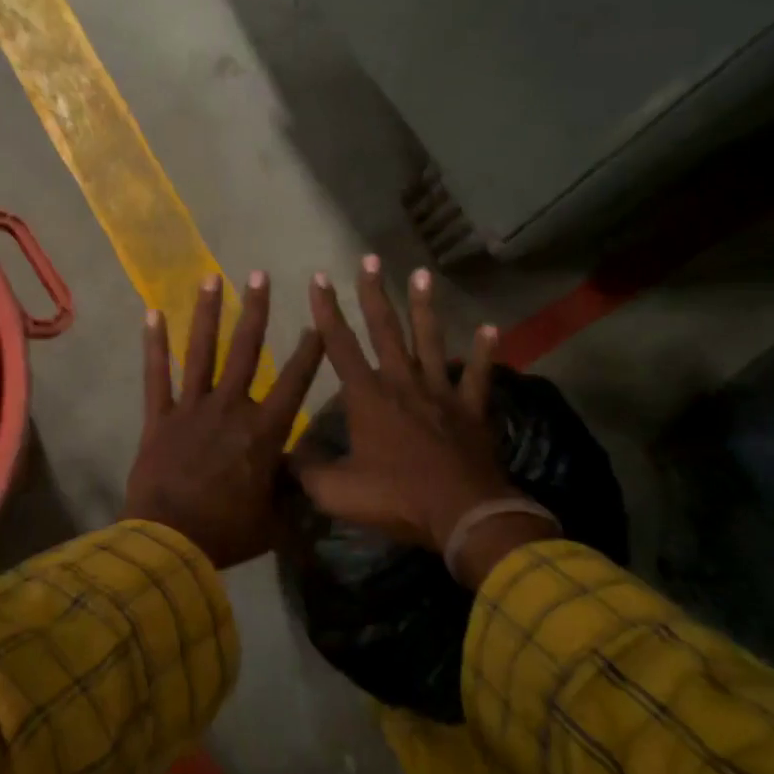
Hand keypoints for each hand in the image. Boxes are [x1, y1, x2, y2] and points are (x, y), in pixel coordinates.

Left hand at [124, 272, 323, 567]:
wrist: (170, 542)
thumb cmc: (227, 533)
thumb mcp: (274, 521)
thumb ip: (292, 495)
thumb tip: (309, 481)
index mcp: (263, 431)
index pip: (294, 382)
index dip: (309, 351)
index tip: (317, 321)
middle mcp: (230, 408)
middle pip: (246, 350)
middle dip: (255, 310)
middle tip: (260, 275)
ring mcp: (192, 408)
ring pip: (202, 351)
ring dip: (207, 312)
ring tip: (211, 277)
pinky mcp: (160, 417)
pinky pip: (157, 375)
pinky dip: (154, 344)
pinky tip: (152, 313)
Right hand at [297, 257, 532, 551]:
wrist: (464, 514)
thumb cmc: (396, 498)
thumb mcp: (337, 492)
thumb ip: (306, 472)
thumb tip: (281, 458)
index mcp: (368, 397)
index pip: (341, 345)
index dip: (327, 311)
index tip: (319, 277)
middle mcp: (402, 383)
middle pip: (386, 329)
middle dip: (374, 293)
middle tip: (370, 258)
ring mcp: (440, 392)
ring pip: (430, 340)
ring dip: (425, 306)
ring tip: (421, 273)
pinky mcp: (471, 408)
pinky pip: (478, 375)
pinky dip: (484, 353)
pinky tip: (491, 329)